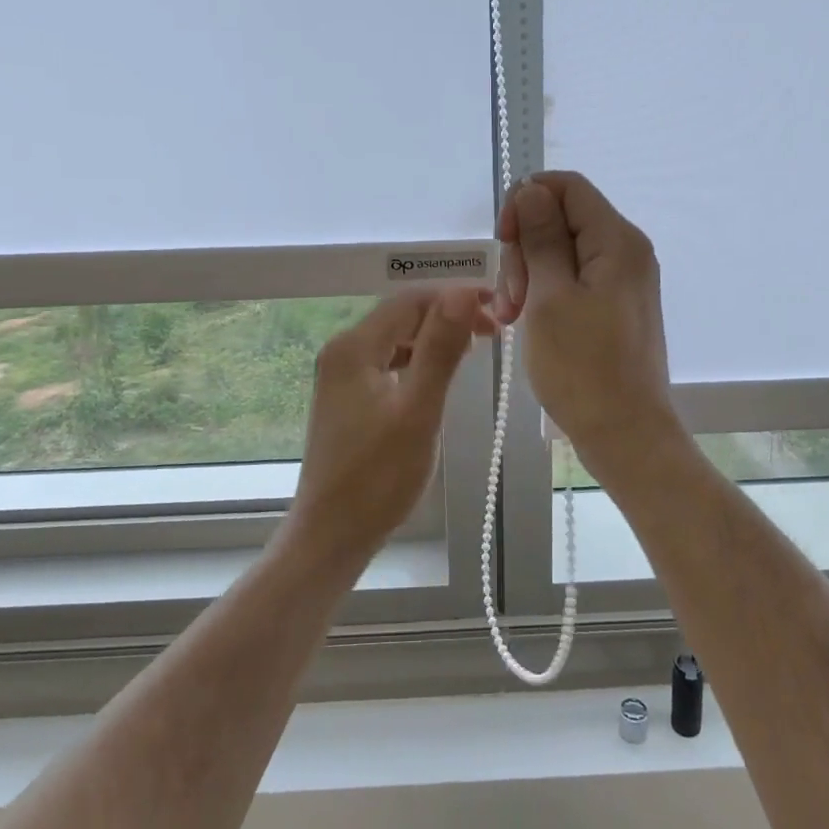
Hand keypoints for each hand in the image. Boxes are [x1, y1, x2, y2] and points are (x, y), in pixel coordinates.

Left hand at [287, 288, 495, 564]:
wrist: (331, 537)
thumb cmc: (377, 478)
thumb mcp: (418, 410)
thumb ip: (440, 348)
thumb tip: (463, 292)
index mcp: (354, 346)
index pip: (411, 300)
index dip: (455, 297)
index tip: (497, 307)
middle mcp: (342, 351)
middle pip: (402, 316)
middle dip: (448, 316)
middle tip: (494, 332)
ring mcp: (341, 376)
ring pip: (396, 339)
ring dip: (435, 338)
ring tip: (475, 348)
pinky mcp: (347, 398)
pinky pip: (388, 363)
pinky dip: (418, 361)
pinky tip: (439, 375)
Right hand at [495, 172, 678, 462]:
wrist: (626, 436)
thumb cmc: (583, 368)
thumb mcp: (549, 297)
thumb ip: (541, 238)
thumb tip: (532, 190)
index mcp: (617, 240)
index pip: (567, 186)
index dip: (526, 201)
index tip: (503, 241)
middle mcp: (627, 251)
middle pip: (563, 218)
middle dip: (525, 247)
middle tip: (509, 297)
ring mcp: (623, 279)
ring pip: (563, 250)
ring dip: (530, 274)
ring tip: (513, 317)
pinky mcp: (616, 305)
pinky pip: (574, 279)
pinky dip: (546, 292)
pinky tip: (528, 321)